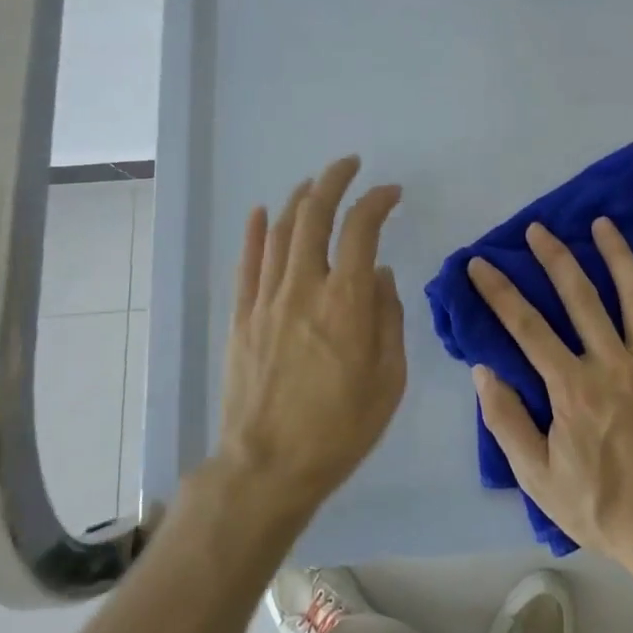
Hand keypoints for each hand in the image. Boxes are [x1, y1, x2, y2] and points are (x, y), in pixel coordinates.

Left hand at [217, 156, 405, 519]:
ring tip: (313, 184)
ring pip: (279, 231)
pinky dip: (254, 232)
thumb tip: (381, 275)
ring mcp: (266, 299)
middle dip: (333, 180)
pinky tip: (259, 212)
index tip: (391, 193)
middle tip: (349, 165)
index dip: (377, 200)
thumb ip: (388, 318)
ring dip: (298, 199)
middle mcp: (304, 287)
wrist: (268, 468)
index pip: (362, 228)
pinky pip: (246, 262)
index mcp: (347, 301)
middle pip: (314, 214)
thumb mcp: (390, 379)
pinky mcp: (241, 317)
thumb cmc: (341, 428)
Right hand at [469, 219, 632, 573]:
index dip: (499, 292)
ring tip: (601, 224)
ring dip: (616, 255)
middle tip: (538, 229)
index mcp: (573, 389)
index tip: (480, 263)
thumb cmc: (601, 507)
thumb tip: (484, 371)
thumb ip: (506, 423)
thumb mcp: (538, 479)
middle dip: (554, 258)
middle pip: (580, 297)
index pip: (527, 327)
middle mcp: (613, 365)